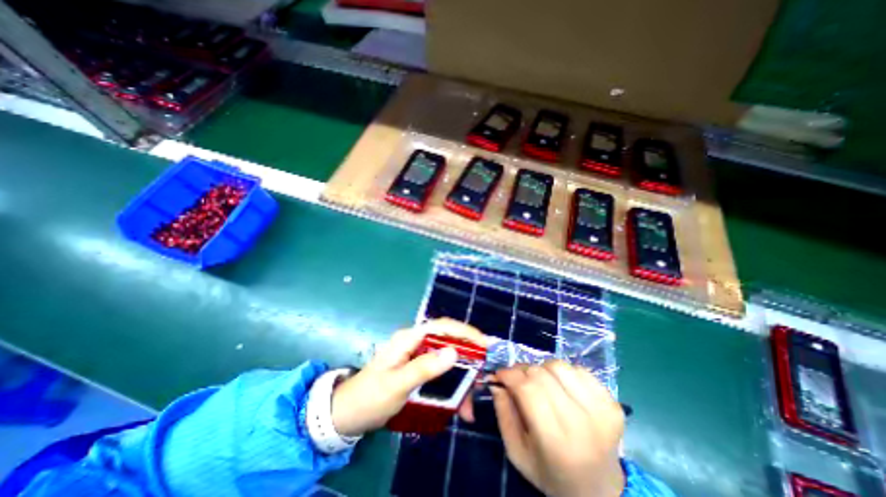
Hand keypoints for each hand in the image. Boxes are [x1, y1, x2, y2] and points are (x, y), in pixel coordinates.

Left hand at [330, 320, 487, 435]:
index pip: (442, 326)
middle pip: (448, 342)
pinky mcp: (418, 368)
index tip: (485, 345)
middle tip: (482, 377)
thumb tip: (454, 352)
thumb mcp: (397, 385)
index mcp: (409, 338)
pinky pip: (441, 372)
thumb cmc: (370, 397)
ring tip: (470, 401)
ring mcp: (417, 355)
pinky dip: (452, 386)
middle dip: (467, 358)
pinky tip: (459, 404)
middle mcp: (416, 342)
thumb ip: (424, 368)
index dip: (465, 332)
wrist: (348, 414)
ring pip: (447, 359)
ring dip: (461, 377)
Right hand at [491, 359, 621, 495]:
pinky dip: (564, 373)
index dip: (510, 375)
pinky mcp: (613, 403)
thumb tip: (496, 380)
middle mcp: (582, 423)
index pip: (528, 390)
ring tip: (541, 384)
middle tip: (517, 379)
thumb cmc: (550, 472)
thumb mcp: (517, 452)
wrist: (600, 491)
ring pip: (559, 366)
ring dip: (543, 369)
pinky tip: (562, 389)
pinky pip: (579, 370)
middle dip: (522, 371)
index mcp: (556, 442)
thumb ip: (503, 413)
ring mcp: (602, 411)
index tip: (500, 374)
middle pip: (542, 374)